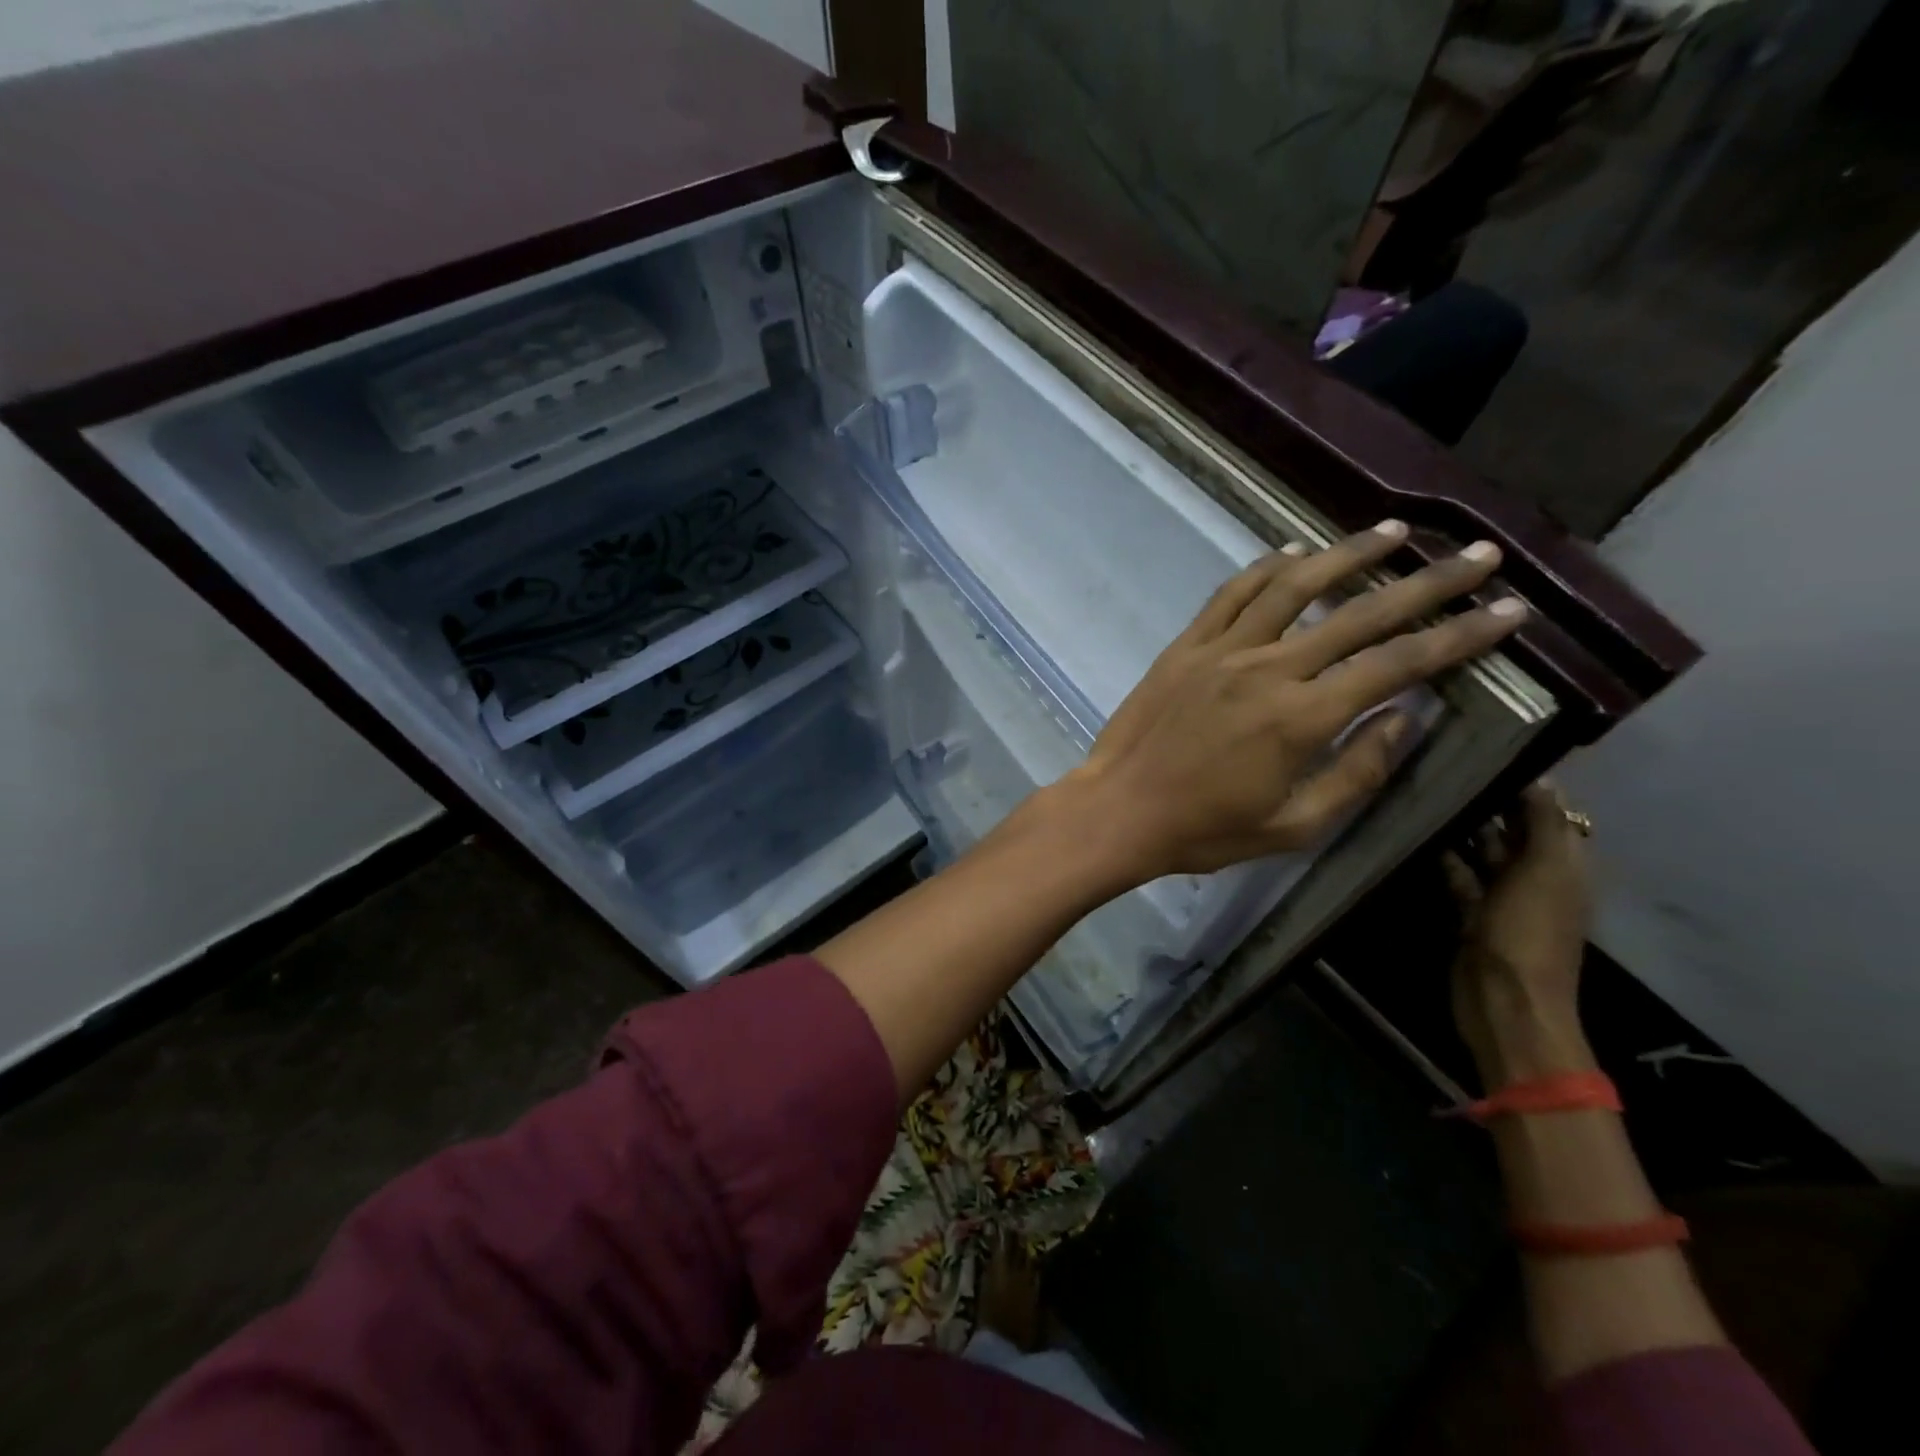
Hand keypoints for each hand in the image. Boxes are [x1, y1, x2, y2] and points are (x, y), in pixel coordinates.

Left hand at [1060, 520, 1526, 885]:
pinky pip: (1230, 595)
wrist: (1118, 811)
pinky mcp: (1185, 647)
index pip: (1397, 665)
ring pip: (1293, 587)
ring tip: (1394, 530)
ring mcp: (1221, 651)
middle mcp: (1268, 669)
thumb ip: (1356, 772)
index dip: (1459, 636)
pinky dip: (1264, 568)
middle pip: (1359, 614)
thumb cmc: (1204, 830)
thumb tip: (1405, 720)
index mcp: (1301, 718)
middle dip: (1427, 583)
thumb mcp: (1292, 825)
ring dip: (1347, 555)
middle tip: (1478, 554)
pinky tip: (1292, 551)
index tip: (1509, 609)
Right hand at [1444, 781, 1595, 1087]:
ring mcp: (1502, 896)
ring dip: (1463, 828)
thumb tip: (1540, 777)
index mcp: (1564, 866)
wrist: (1503, 1000)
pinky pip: (1459, 875)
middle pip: (1514, 830)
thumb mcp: (1543, 872)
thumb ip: (1543, 824)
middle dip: (1490, 801)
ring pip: (1483, 851)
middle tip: (1447, 764)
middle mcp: (1536, 876)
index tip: (1489, 748)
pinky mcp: (1470, 912)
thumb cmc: (1528, 933)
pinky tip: (1420, 834)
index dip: (1527, 784)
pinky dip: (1444, 857)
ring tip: (1429, 792)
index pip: (1550, 813)